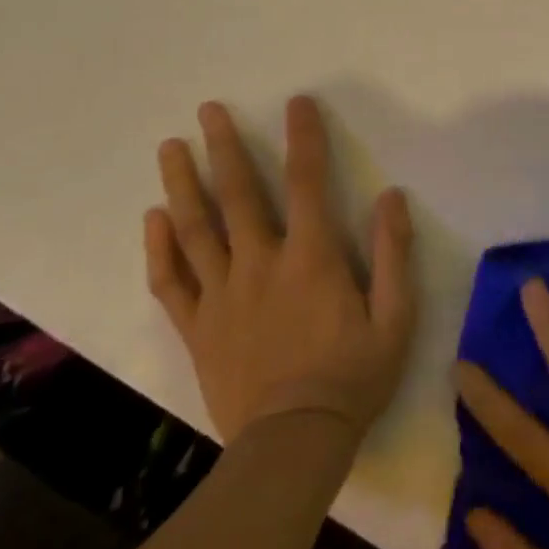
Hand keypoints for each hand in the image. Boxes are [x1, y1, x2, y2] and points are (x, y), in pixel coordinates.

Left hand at [144, 96, 415, 443]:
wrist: (293, 444)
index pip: (307, 183)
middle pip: (237, 196)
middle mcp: (260, 265)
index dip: (303, 138)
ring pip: (195, 230)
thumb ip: (394, 253)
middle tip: (207, 110)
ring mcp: (222, 296)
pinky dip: (158, 248)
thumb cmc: (354, 376)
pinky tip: (152, 219)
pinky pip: (171, 282)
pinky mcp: (198, 328)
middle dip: (223, 148)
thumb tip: (391, 196)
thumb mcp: (396, 316)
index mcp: (311, 258)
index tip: (296, 103)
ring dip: (181, 184)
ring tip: (170, 148)